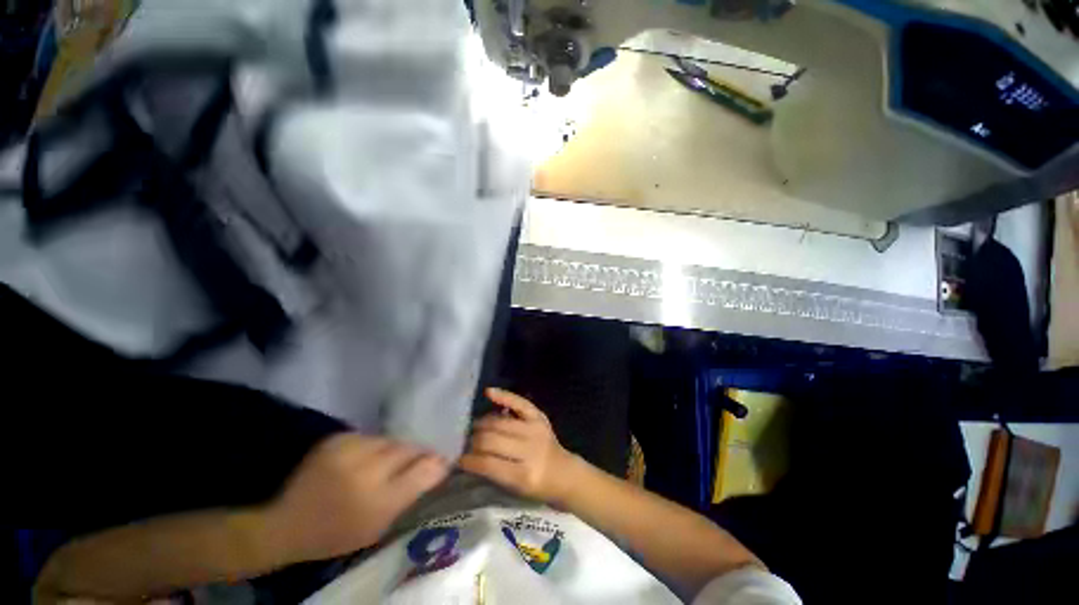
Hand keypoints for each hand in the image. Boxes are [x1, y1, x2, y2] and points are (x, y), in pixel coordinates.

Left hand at [262, 433, 448, 561]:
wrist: (287, 524)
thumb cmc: (338, 532)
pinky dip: (373, 445)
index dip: (436, 461)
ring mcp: (349, 452)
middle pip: (407, 449)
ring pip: (389, 439)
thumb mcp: (379, 525)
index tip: (444, 458)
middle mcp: (365, 472)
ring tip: (387, 460)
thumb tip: (440, 465)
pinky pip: (369, 436)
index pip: (422, 470)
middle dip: (416, 451)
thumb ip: (411, 493)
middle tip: (418, 457)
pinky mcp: (336, 440)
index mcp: (378, 501)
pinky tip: (366, 457)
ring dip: (394, 448)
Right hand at [459, 388, 578, 503]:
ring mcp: (535, 430)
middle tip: (465, 442)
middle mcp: (530, 450)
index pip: (488, 464)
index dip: (469, 460)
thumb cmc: (537, 486)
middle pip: (492, 440)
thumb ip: (492, 472)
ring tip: (474, 427)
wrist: (564, 473)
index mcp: (524, 475)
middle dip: (474, 440)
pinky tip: (488, 393)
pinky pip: (519, 403)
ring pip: (499, 422)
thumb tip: (466, 455)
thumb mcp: (514, 490)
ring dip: (482, 423)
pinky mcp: (539, 417)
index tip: (457, 458)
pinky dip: (503, 396)